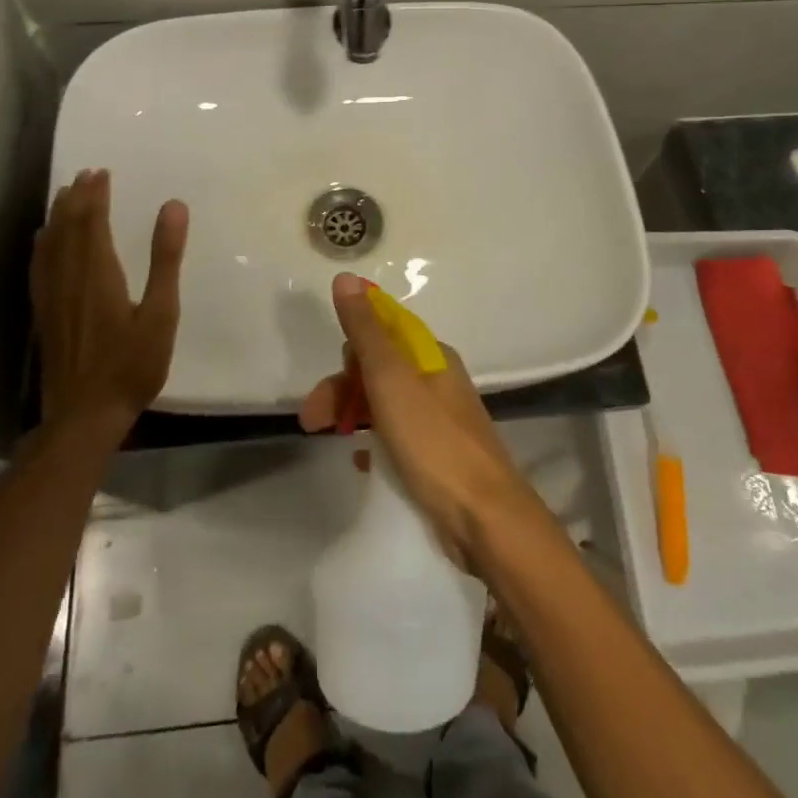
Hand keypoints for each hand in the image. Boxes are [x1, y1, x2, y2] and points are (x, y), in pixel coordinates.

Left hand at [32, 169, 188, 436]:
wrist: (85, 415)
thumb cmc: (131, 365)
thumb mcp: (161, 313)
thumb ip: (165, 258)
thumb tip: (173, 206)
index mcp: (98, 273)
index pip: (91, 222)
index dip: (95, 195)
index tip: (101, 172)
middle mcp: (69, 278)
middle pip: (67, 228)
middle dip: (75, 198)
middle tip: (85, 175)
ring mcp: (52, 297)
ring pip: (50, 245)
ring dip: (57, 216)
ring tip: (64, 195)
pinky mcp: (44, 315)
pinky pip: (39, 268)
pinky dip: (42, 245)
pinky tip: (43, 242)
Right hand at [298, 273, 532, 566]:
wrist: (485, 520)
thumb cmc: (434, 442)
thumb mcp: (391, 380)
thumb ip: (366, 331)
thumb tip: (346, 277)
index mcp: (431, 355)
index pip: (383, 330)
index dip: (351, 347)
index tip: (329, 375)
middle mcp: (438, 380)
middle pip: (379, 368)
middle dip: (342, 387)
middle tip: (312, 420)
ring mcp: (440, 419)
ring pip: (385, 403)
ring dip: (353, 413)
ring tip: (328, 439)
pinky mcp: (438, 456)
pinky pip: (396, 436)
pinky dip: (373, 442)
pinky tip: (360, 461)